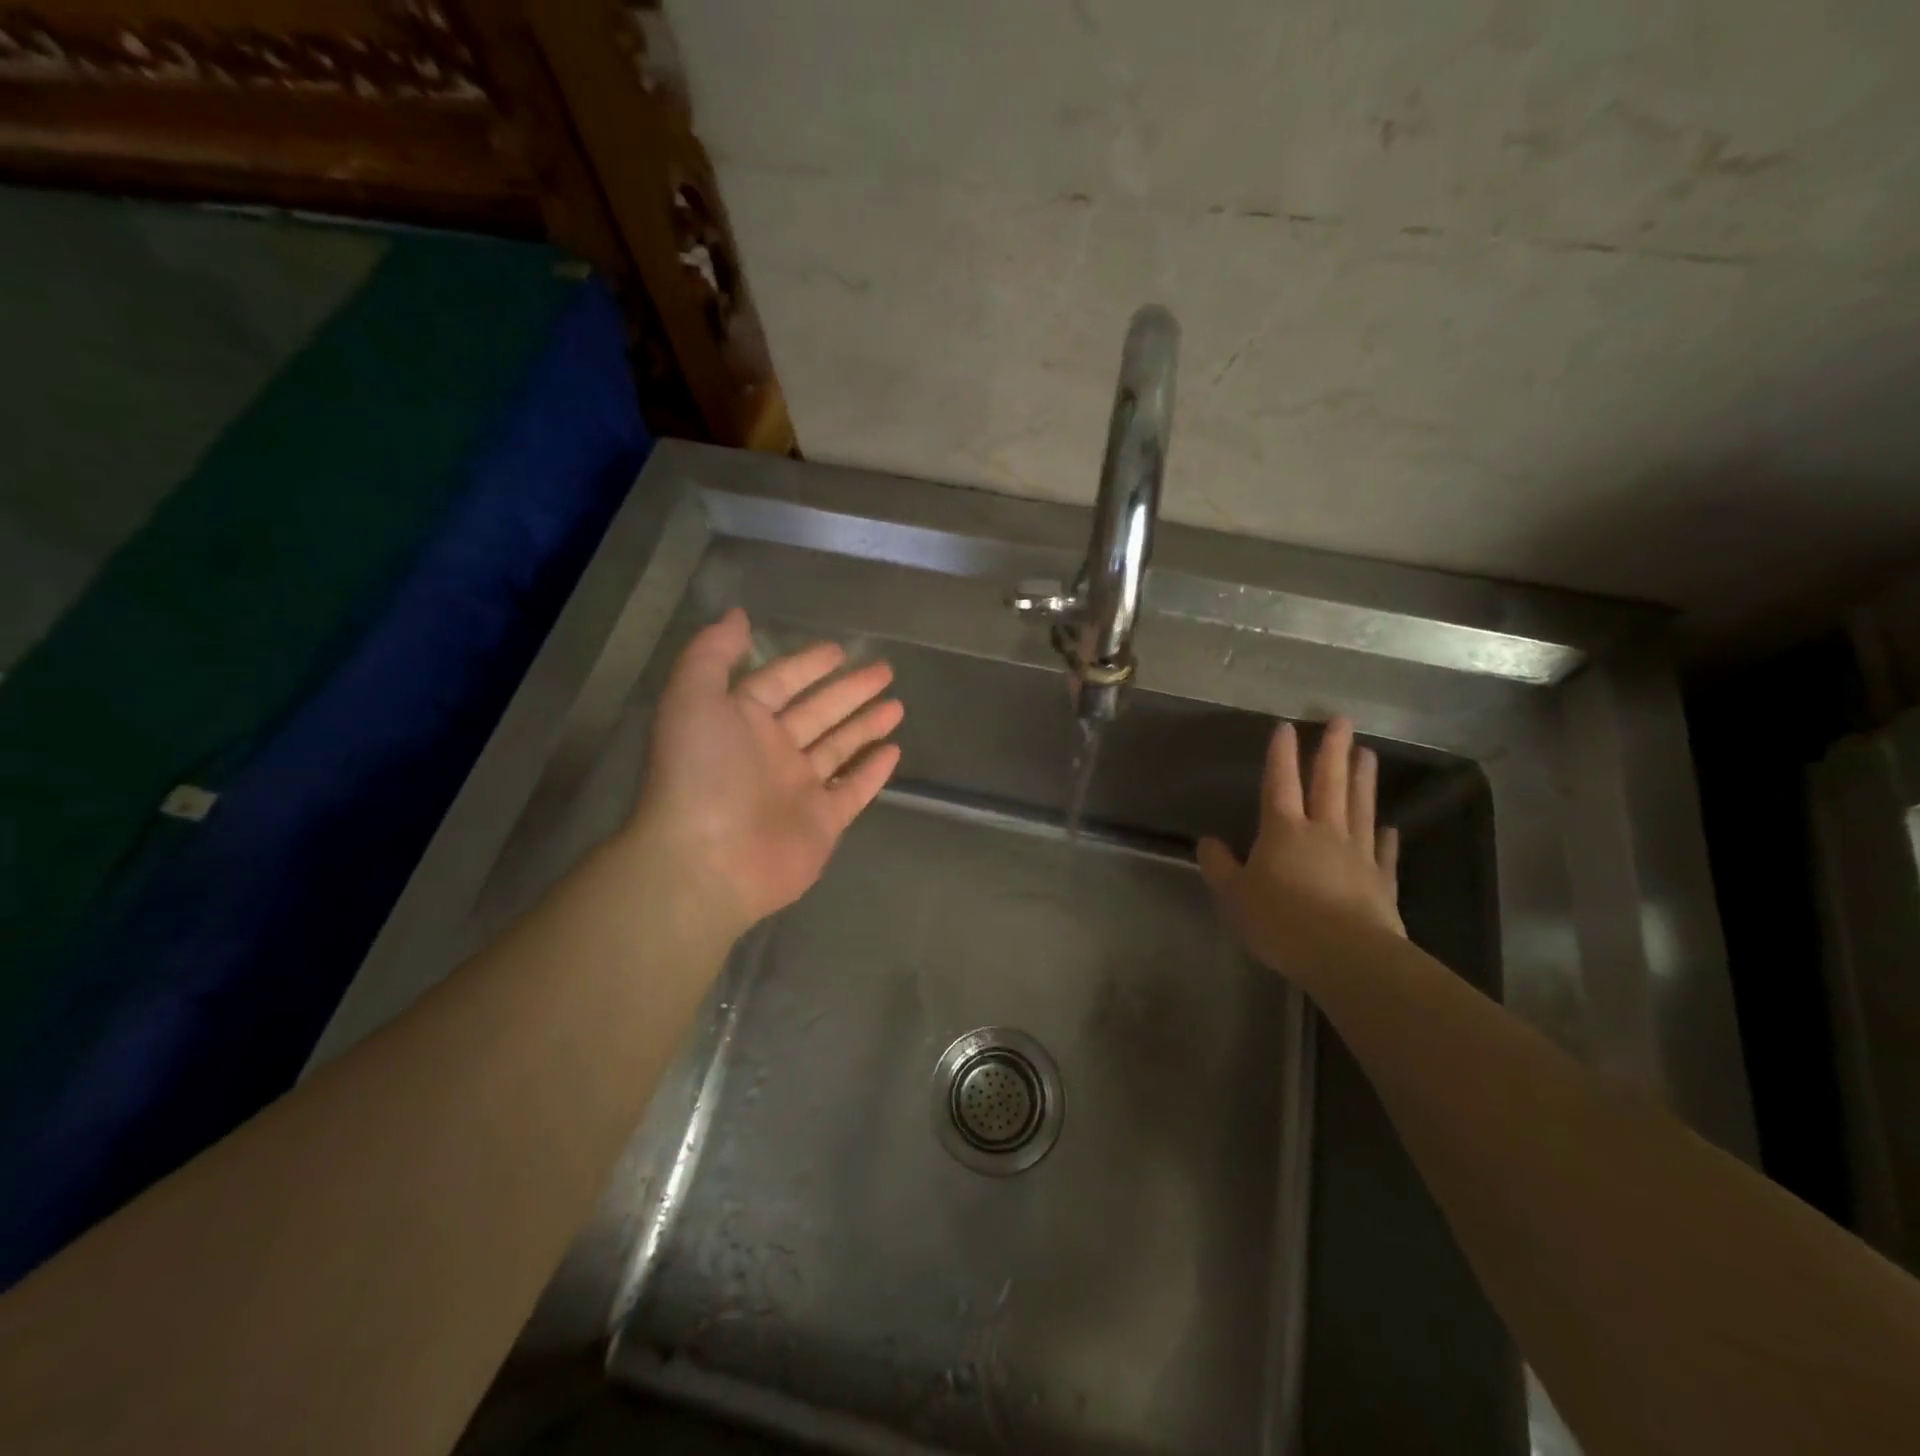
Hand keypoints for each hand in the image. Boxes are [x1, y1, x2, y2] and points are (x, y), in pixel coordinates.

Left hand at [635, 608, 902, 932]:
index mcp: (740, 721)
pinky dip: (873, 772)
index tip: (839, 649)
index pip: (780, 682)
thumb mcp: (691, 697)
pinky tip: (895, 751)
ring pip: (839, 748)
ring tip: (897, 704)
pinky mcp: (822, 823)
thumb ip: (712, 654)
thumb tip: (736, 615)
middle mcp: (771, 752)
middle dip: (850, 690)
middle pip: (818, 712)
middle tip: (885, 670)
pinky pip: (853, 790)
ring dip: (866, 725)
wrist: (706, 860)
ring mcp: (799, 789)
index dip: (807, 664)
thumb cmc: (700, 773)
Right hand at [1198, 717, 1401, 968]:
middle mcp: (1323, 831)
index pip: (1279, 783)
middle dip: (1333, 750)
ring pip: (1359, 807)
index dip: (1281, 754)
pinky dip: (1385, 836)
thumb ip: (1220, 866)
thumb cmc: (1280, 921)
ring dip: (1363, 779)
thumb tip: (1208, 842)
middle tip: (1343, 720)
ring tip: (1369, 753)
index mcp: (1283, 830)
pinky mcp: (1382, 880)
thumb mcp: (1234, 895)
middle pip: (1328, 783)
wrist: (1345, 955)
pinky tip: (1389, 826)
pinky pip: (1384, 852)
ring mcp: (1356, 853)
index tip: (1286, 726)